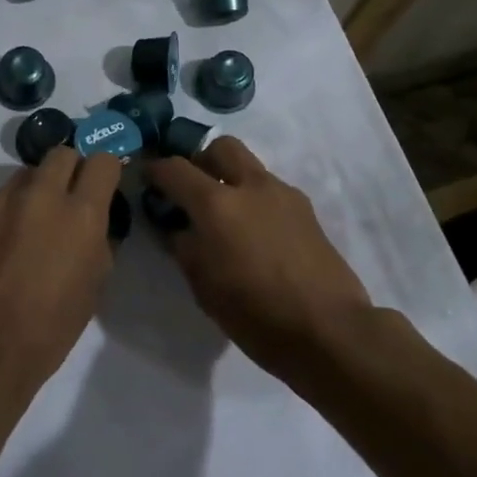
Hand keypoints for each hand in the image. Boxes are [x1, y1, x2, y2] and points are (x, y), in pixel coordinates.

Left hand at [0, 147, 121, 390]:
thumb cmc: (49, 328)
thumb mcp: (93, 287)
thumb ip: (97, 243)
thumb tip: (93, 226)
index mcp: (80, 213)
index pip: (101, 160)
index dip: (105, 170)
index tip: (103, 185)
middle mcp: (40, 196)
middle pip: (61, 154)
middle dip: (70, 169)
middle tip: (68, 200)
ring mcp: (0, 204)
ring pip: (24, 176)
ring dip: (35, 192)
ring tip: (30, 228)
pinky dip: (5, 218)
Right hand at [144, 138, 373, 375]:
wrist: (328, 330)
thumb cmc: (255, 314)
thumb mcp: (203, 286)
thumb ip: (184, 247)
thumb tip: (178, 227)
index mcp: (217, 204)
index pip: (175, 168)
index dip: (155, 170)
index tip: (148, 179)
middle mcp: (251, 186)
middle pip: (220, 147)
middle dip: (200, 160)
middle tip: (192, 189)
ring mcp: (284, 194)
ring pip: (250, 166)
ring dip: (231, 179)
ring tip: (226, 218)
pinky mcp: (307, 210)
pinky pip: (271, 190)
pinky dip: (255, 200)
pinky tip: (256, 236)